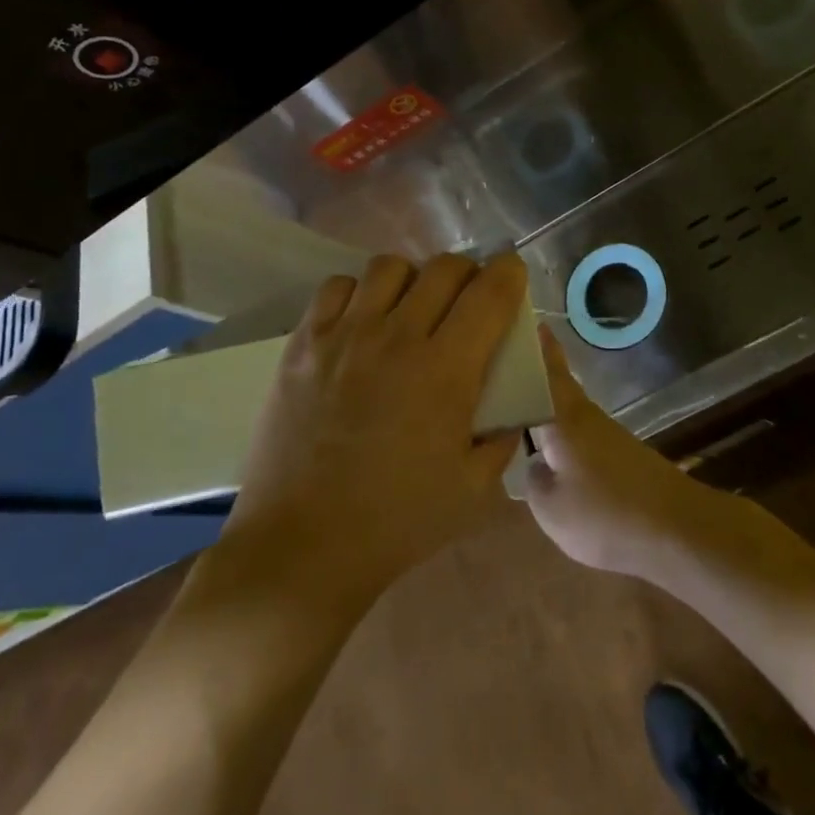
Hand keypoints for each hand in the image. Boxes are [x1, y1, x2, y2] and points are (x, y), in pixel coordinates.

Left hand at [220, 253, 526, 610]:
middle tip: (466, 299)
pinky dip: (358, 292)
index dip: (509, 273)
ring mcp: (345, 335)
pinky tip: (361, 322)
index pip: (489, 293)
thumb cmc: (396, 523)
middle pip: (443, 268)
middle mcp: (397, 337)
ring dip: (412, 279)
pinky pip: (337, 287)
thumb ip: (502, 437)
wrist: (301, 547)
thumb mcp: (473, 490)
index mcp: (446, 370)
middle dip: (467, 273)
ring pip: (389, 267)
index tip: (512, 274)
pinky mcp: (304, 343)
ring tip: (409, 308)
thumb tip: (510, 403)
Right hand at [523, 329, 743, 577]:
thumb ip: (533, 481)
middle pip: (558, 387)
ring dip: (548, 408)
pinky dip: (564, 437)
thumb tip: (534, 463)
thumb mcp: (551, 509)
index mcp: (565, 418)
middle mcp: (587, 417)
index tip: (528, 320)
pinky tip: (553, 457)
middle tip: (508, 369)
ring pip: (569, 413)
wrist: (678, 530)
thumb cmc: (606, 514)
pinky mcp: (623, 457)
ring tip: (519, 415)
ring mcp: (609, 436)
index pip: (547, 371)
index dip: (537, 347)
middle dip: (537, 375)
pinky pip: (582, 437)